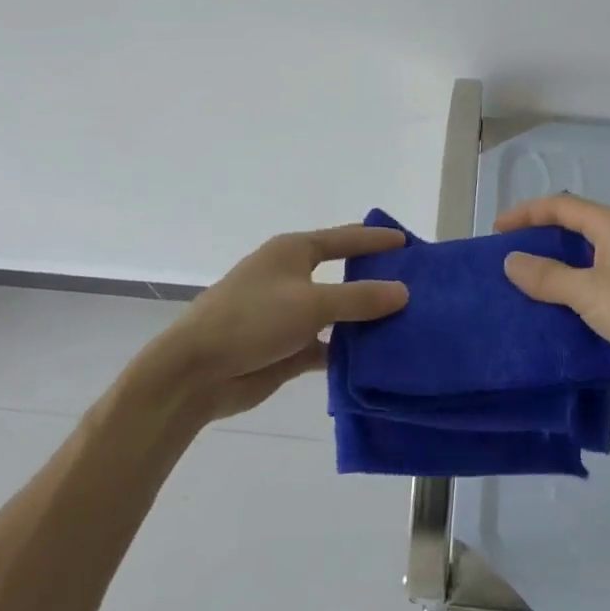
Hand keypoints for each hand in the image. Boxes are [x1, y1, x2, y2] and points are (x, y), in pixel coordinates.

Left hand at [150, 224, 408, 420]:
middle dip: (374, 280)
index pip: (344, 238)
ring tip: (404, 324)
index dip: (375, 240)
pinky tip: (374, 360)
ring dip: (362, 320)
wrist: (195, 372)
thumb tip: (403, 291)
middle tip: (413, 285)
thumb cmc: (252, 320)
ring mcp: (286, 313)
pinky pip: (325, 345)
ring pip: (335, 312)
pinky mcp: (284, 347)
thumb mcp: (311, 304)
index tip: (408, 243)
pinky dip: (346, 351)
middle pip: (342, 274)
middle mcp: (291, 277)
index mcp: (293, 251)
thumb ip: (359, 298)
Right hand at [497, 195, 609, 398]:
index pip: (560, 207)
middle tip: (503, 264)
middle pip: (569, 234)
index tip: (496, 231)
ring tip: (517, 294)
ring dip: (551, 278)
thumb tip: (510, 260)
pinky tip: (548, 322)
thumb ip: (548, 276)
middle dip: (536, 245)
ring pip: (580, 267)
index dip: (526, 213)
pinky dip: (569, 303)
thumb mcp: (592, 291)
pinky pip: (592, 295)